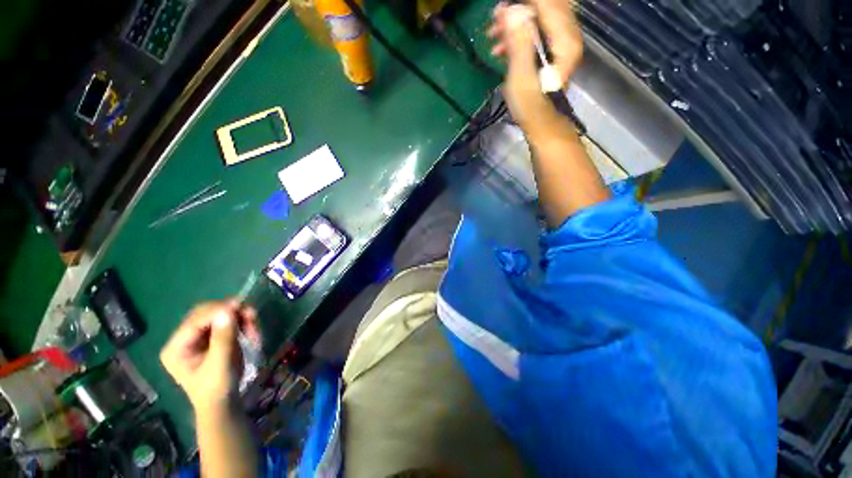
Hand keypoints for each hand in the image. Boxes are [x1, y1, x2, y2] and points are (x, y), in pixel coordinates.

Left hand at [160, 301, 259, 412]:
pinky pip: (226, 321)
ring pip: (218, 315)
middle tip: (251, 314)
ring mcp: (198, 338)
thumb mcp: (220, 364)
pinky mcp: (211, 337)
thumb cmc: (217, 388)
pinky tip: (250, 328)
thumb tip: (227, 310)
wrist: (223, 403)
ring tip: (253, 324)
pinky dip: (240, 322)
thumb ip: (223, 337)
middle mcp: (183, 339)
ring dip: (238, 316)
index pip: (195, 321)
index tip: (241, 306)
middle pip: (206, 314)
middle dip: (229, 312)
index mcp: (176, 348)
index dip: (217, 311)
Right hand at [488, 0, 582, 126]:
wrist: (540, 124)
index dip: (522, 3)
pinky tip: (502, 48)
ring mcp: (561, 44)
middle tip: (495, 19)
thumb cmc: (530, 106)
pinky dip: (519, 36)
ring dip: (515, 24)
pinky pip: (537, 33)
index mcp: (564, 41)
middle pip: (545, 8)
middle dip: (518, 10)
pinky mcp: (552, 52)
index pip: (546, 5)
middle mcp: (567, 37)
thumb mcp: (521, 75)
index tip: (501, 7)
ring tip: (494, 36)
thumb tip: (511, 11)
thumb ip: (519, 41)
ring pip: (540, 19)